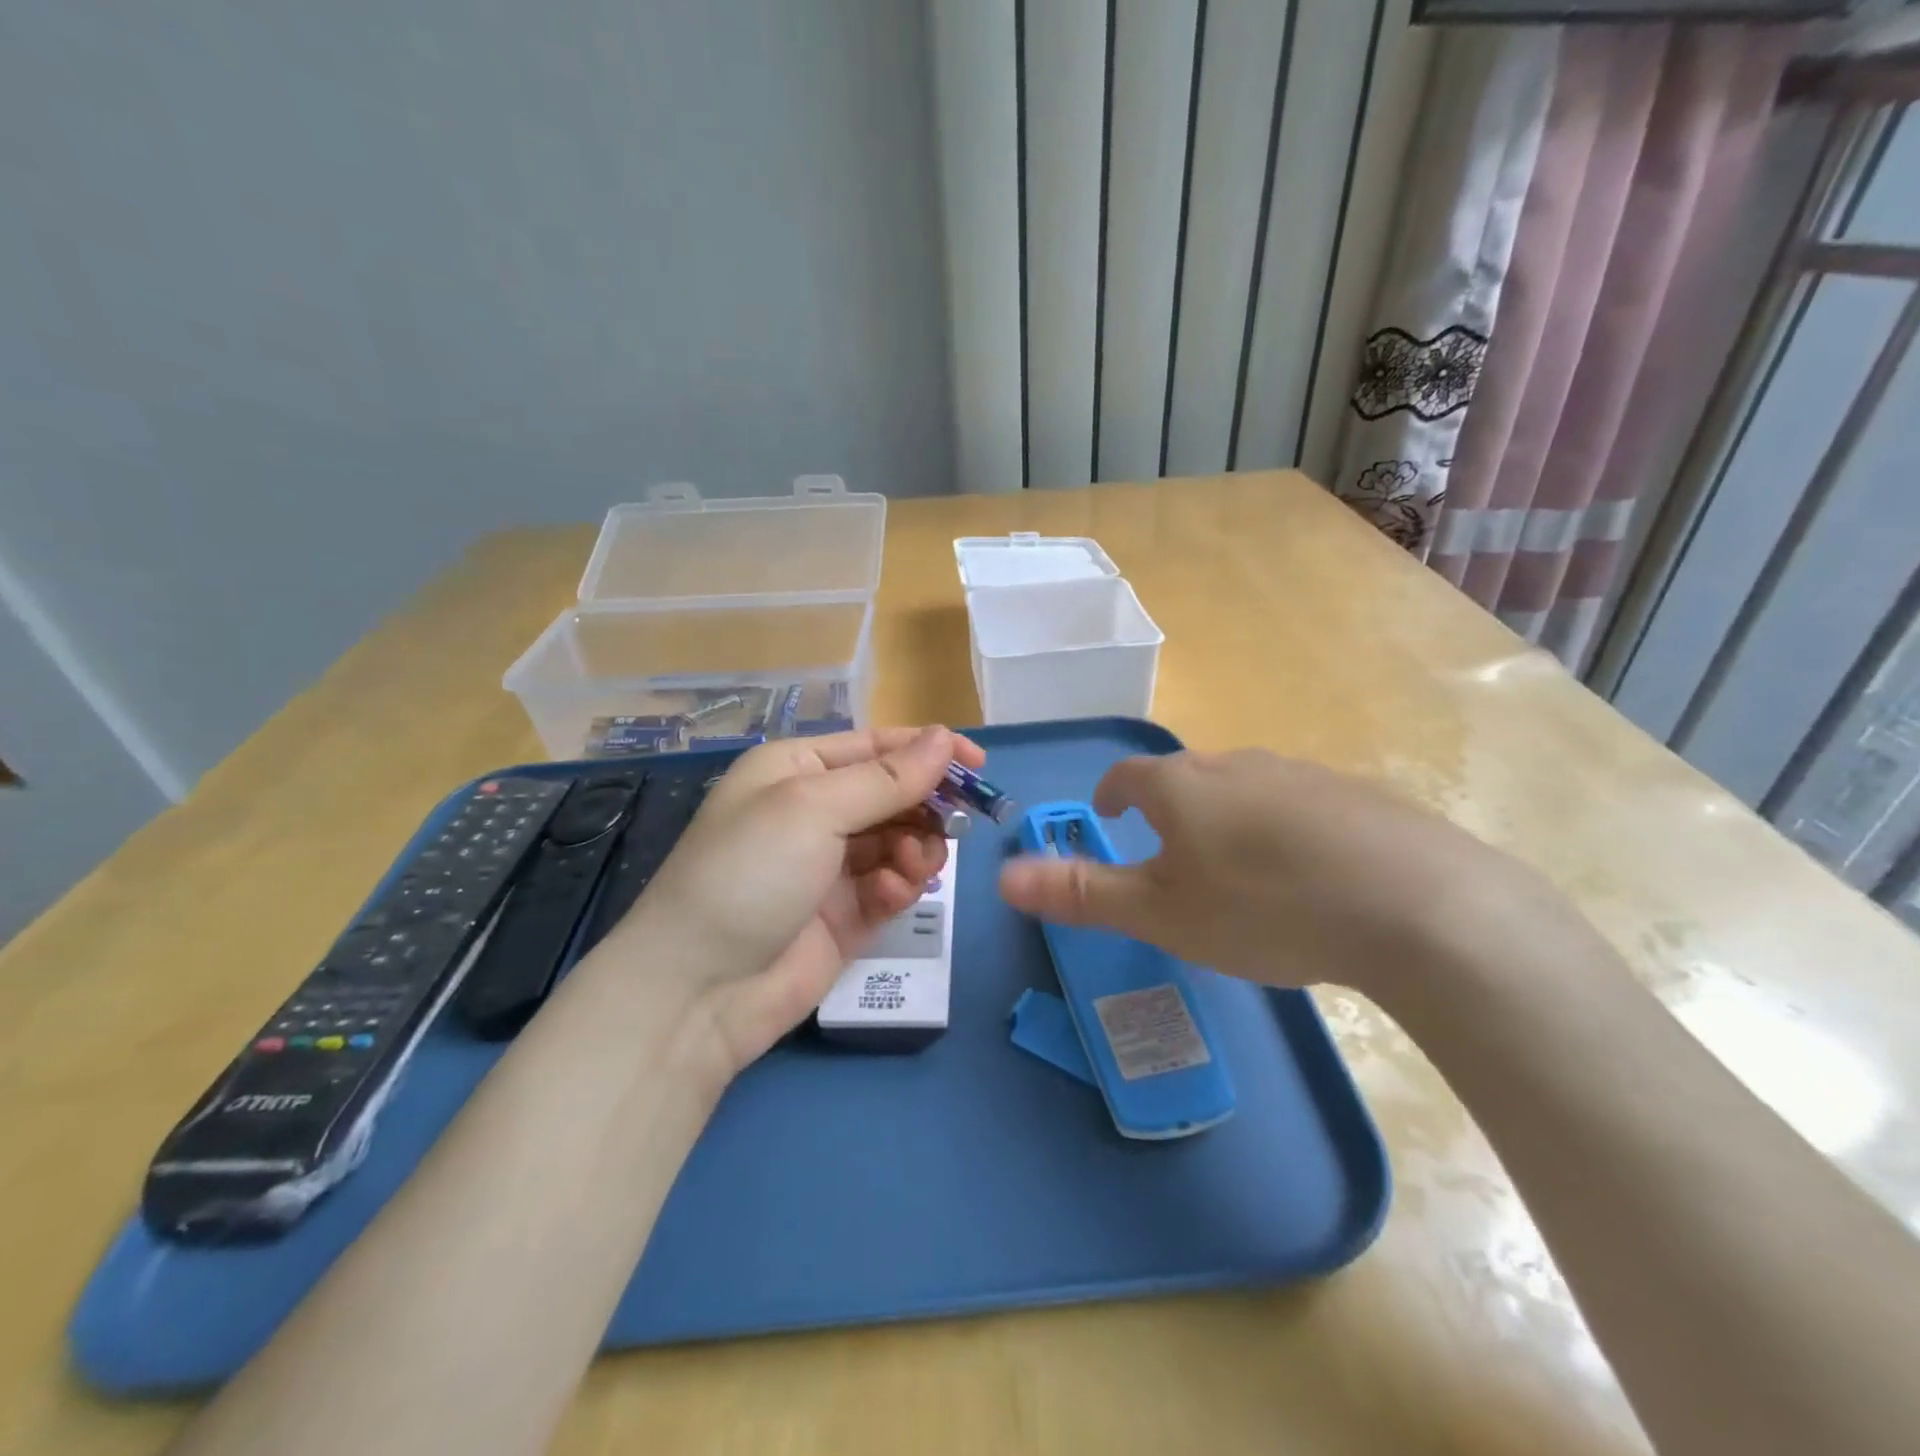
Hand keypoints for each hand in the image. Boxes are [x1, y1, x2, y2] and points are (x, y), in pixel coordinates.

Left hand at [617, 725, 983, 1080]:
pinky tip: (894, 893)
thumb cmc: (750, 872)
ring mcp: (832, 866)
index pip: (877, 747)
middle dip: (926, 807)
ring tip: (913, 865)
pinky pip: (892, 885)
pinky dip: (901, 885)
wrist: (699, 990)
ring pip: (901, 840)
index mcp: (797, 770)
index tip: (979, 766)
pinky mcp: (847, 915)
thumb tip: (942, 737)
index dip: (929, 750)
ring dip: (917, 847)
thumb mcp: (814, 809)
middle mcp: (816, 812)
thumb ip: (887, 778)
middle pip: (894, 794)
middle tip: (955, 825)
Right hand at [998, 748, 1548, 995]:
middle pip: (1185, 779)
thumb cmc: (1262, 907)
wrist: (1415, 906)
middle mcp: (1236, 764)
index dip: (1110, 795)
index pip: (1127, 776)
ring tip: (1235, 872)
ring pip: (1242, 790)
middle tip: (1170, 857)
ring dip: (1224, 819)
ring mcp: (1300, 774)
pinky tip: (1305, 877)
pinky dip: (1280, 830)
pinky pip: (1297, 806)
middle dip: (1167, 810)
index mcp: (1181, 785)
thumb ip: (1081, 894)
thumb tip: (1003, 877)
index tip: (1110, 817)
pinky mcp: (1355, 796)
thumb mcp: (1160, 913)